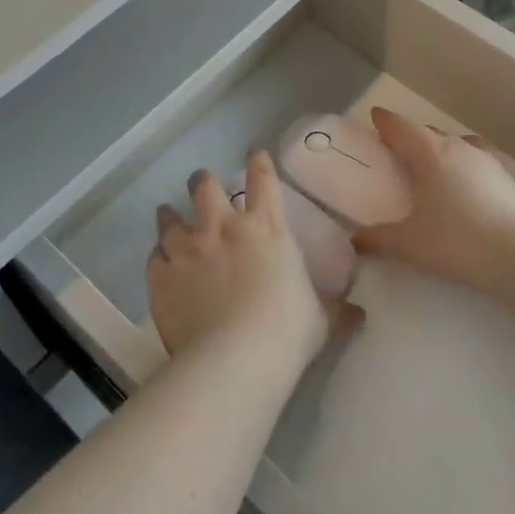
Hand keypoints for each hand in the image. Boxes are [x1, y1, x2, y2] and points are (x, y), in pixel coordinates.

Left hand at [148, 153, 355, 362]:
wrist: (234, 360)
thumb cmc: (287, 333)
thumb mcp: (321, 320)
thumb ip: (337, 309)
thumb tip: (360, 313)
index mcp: (266, 229)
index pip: (263, 180)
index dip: (259, 162)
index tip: (254, 153)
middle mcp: (223, 228)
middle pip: (205, 187)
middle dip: (203, 182)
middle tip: (203, 185)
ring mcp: (187, 249)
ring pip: (170, 218)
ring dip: (170, 215)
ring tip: (168, 214)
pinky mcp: (161, 276)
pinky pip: (155, 257)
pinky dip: (159, 257)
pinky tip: (161, 262)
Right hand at [352, 108, 514, 293]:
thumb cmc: (456, 241)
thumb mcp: (409, 243)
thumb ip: (379, 239)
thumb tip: (354, 240)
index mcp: (430, 154)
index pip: (402, 128)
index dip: (386, 122)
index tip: (376, 115)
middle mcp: (458, 148)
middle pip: (430, 133)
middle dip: (412, 137)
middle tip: (399, 150)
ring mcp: (488, 161)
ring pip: (458, 145)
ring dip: (442, 150)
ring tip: (434, 168)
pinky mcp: (508, 179)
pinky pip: (478, 163)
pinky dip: (465, 168)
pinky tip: (465, 188)